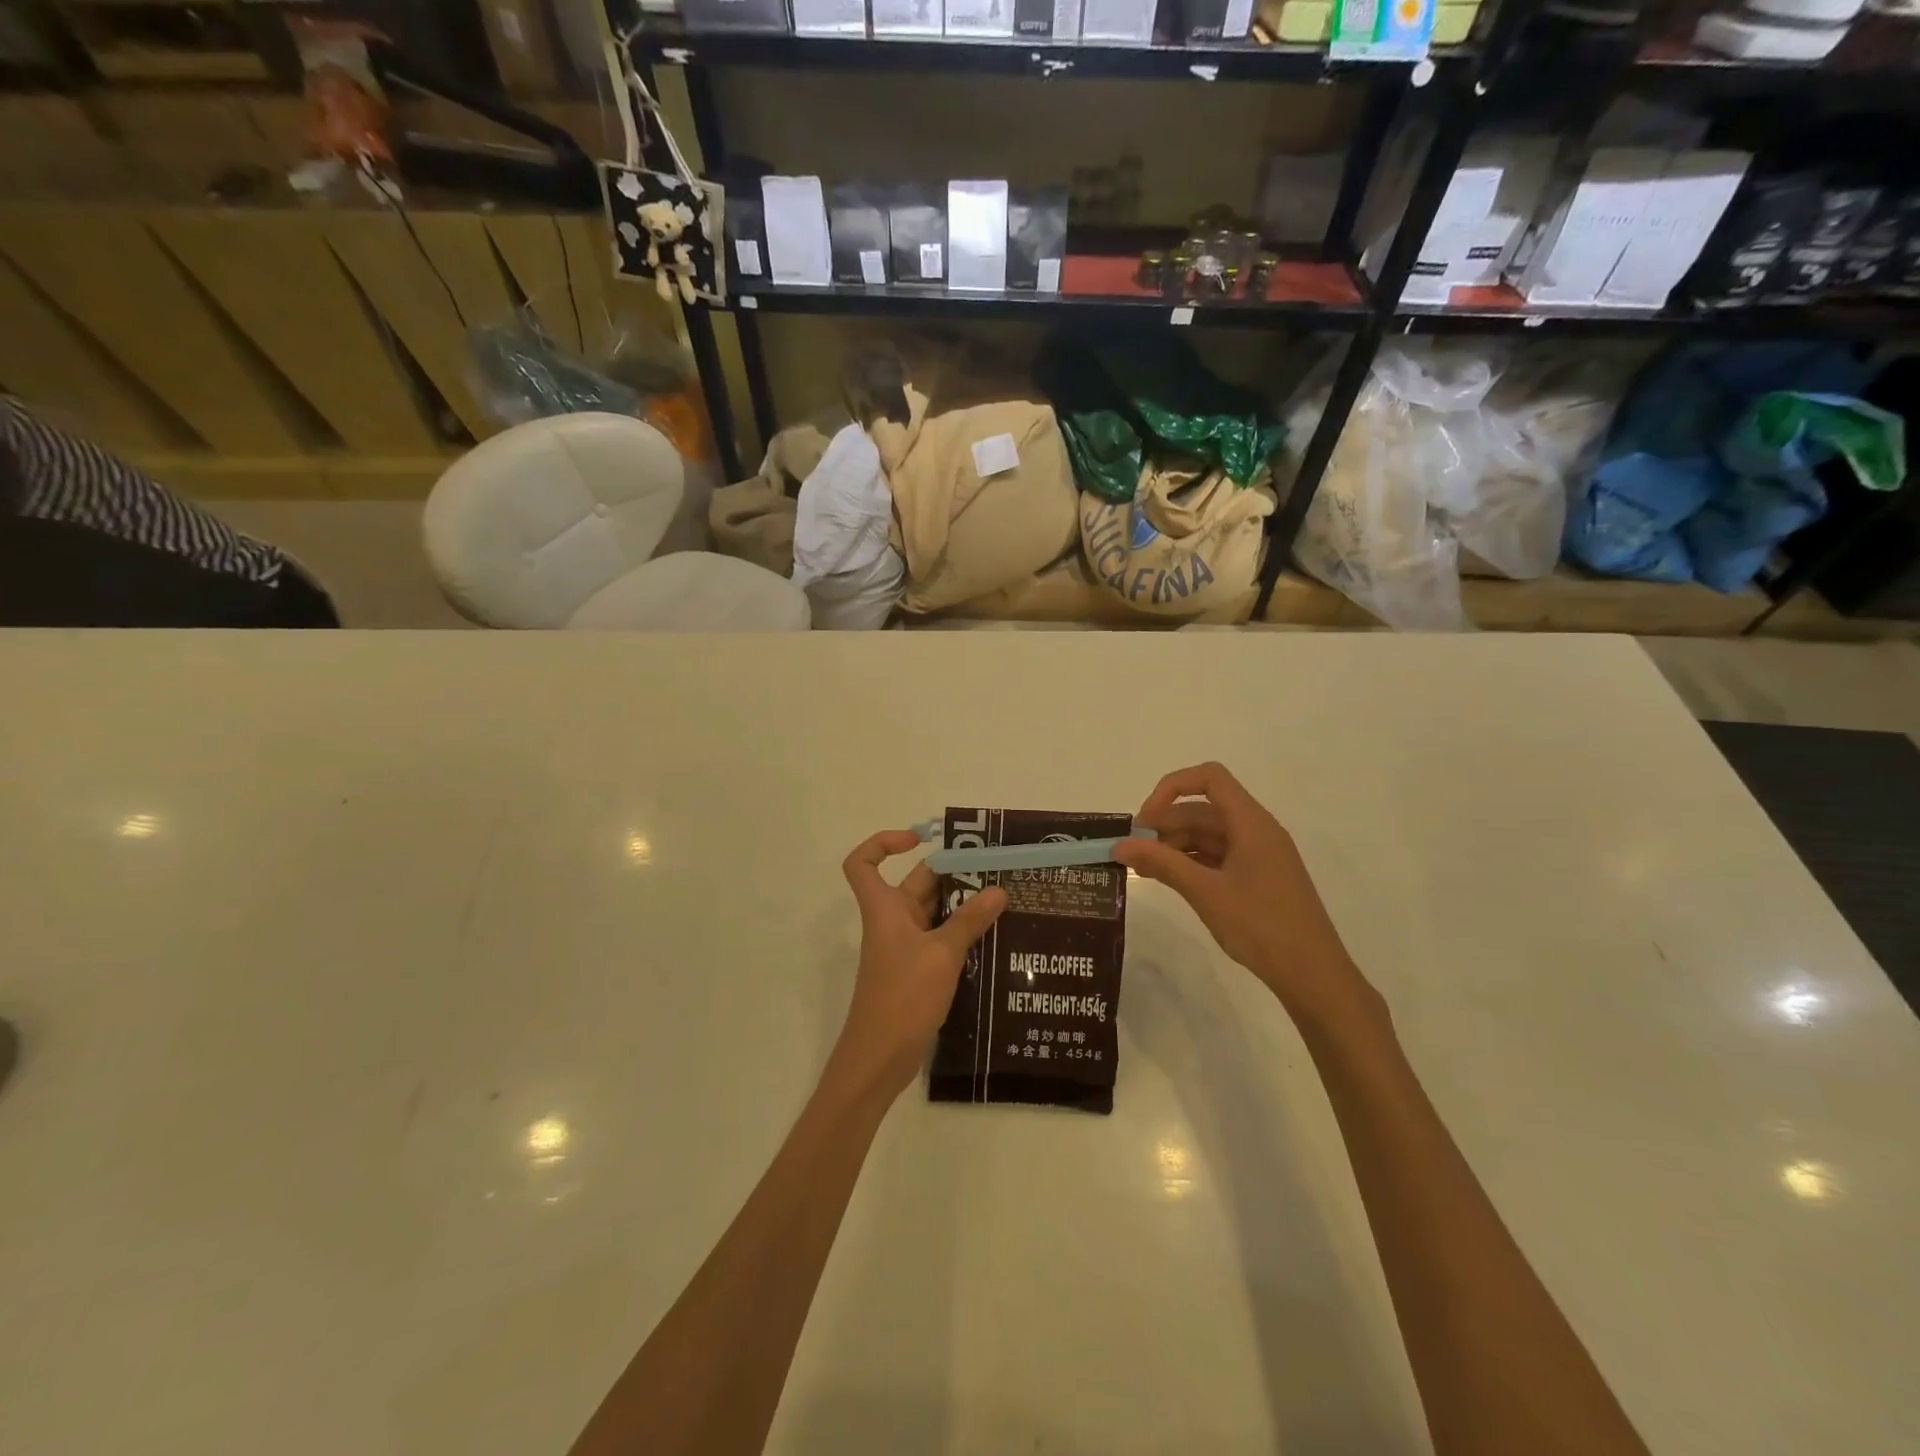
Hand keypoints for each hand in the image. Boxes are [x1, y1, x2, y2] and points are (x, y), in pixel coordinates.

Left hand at [832, 830, 1007, 1098]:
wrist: (880, 1059)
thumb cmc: (902, 997)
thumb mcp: (941, 955)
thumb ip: (970, 921)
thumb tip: (998, 889)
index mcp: (885, 909)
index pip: (863, 863)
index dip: (883, 844)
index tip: (919, 840)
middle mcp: (892, 921)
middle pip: (916, 884)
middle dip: (952, 873)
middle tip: (995, 869)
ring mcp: (905, 947)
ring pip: (934, 912)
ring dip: (963, 905)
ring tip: (1005, 899)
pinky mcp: (917, 970)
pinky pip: (941, 939)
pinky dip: (963, 933)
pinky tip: (995, 937)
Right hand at [1114, 763, 1376, 1022]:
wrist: (1312, 975)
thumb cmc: (1261, 925)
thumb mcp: (1205, 892)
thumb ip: (1161, 863)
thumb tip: (1119, 845)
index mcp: (1251, 823)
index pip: (1209, 778)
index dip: (1172, 788)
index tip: (1145, 820)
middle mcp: (1256, 830)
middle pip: (1203, 809)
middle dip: (1165, 823)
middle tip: (1132, 850)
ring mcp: (1258, 855)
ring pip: (1208, 834)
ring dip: (1174, 844)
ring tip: (1142, 868)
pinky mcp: (1257, 877)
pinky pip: (1217, 856)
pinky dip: (1190, 862)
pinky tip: (1167, 878)